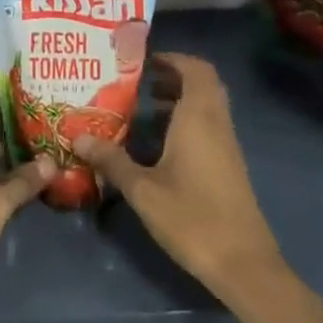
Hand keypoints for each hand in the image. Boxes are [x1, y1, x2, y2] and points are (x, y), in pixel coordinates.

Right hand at [72, 54, 284, 300]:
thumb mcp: (142, 189)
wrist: (243, 263)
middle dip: (174, 77)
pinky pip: (209, 127)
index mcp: (199, 117)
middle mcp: (217, 123)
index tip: (144, 61)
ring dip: (180, 101)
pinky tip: (160, 147)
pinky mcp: (229, 166)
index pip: (195, 68)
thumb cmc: (192, 217)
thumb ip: (111, 160)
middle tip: (141, 83)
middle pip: (203, 84)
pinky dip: (187, 122)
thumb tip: (78, 137)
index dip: (173, 58)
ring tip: (143, 111)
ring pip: (207, 107)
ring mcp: (227, 145)